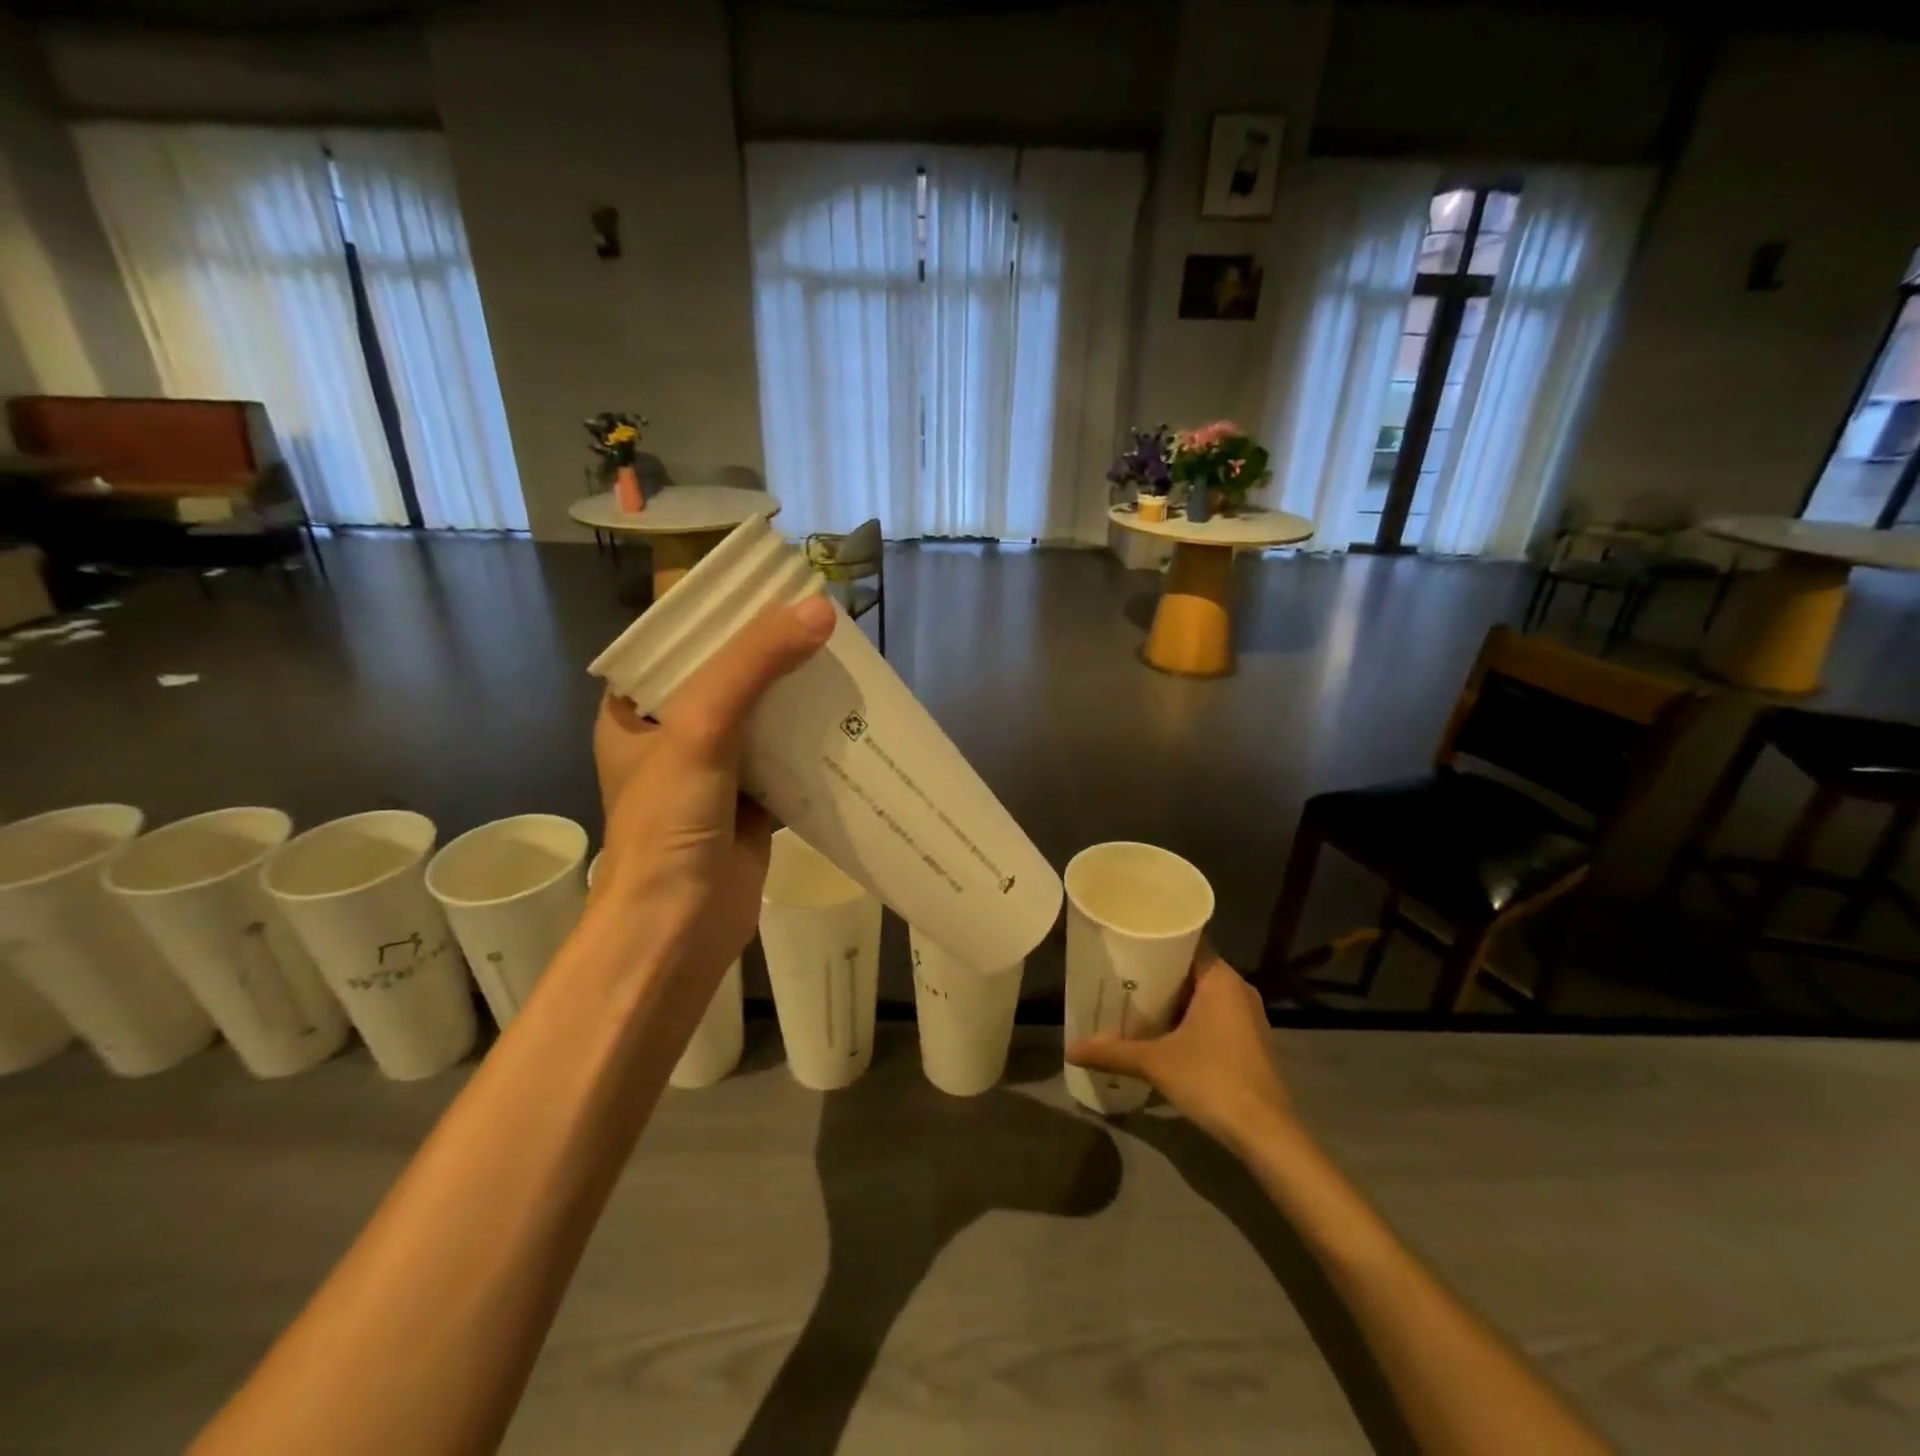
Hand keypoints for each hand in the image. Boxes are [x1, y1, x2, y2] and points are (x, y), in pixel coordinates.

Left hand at [589, 595, 835, 1000]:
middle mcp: (672, 735)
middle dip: (769, 650)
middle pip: (725, 675)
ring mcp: (714, 770)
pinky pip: (785, 757)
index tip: (764, 584)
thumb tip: (820, 610)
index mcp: (635, 711)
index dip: (716, 611)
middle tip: (817, 619)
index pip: (673, 641)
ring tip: (839, 657)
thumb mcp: (701, 728)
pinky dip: (812, 741)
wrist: (679, 927)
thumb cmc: (669, 822)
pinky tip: (846, 718)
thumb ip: (754, 665)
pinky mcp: (751, 802)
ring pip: (760, 716)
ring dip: (795, 694)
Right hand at [1067, 946, 1292, 1149]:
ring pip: (1202, 995)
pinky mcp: (1249, 1042)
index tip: (1126, 941)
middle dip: (1156, 972)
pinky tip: (1160, 1033)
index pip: (1186, 940)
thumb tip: (1071, 1048)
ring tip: (1132, 1001)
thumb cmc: (1212, 1080)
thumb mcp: (1156, 1063)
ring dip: (1171, 999)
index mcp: (1220, 979)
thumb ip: (1113, 1052)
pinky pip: (1212, 1016)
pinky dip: (1187, 1019)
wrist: (1266, 1135)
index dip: (1156, 938)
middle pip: (1191, 968)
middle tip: (1119, 973)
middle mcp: (1237, 989)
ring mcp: (1247, 1017)